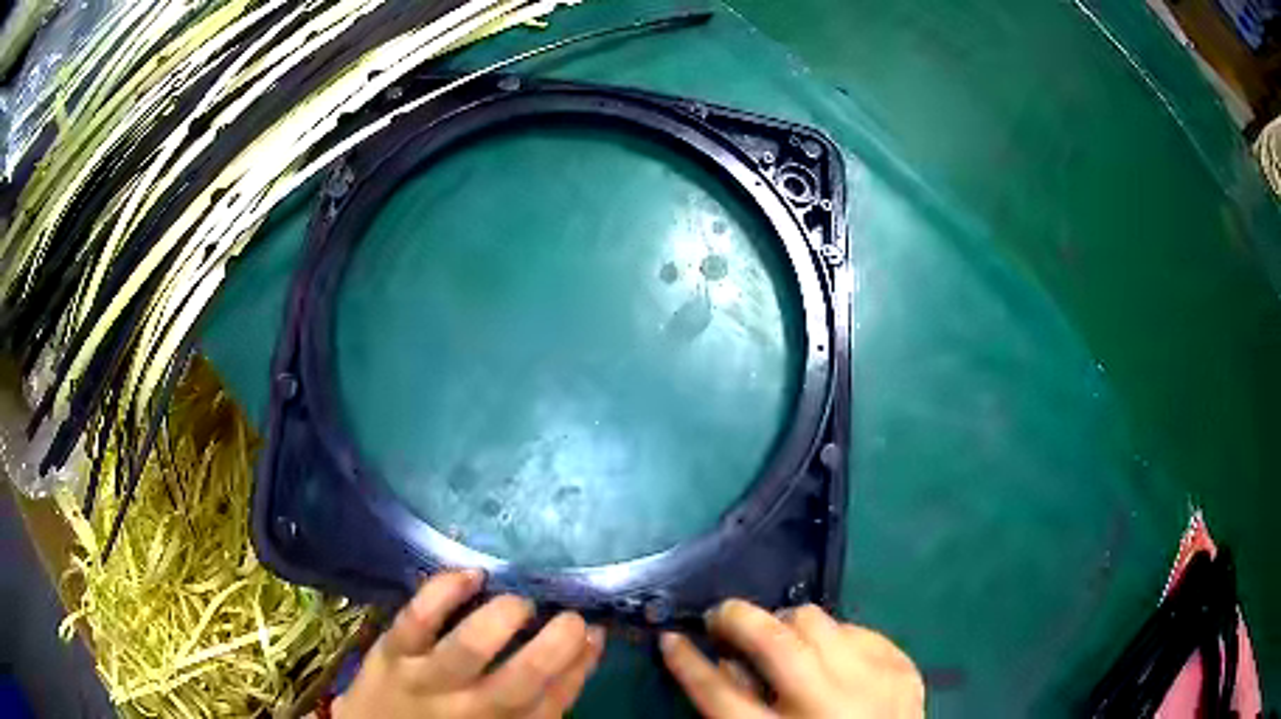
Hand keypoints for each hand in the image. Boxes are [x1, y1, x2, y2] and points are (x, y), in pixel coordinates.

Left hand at [334, 570, 604, 718]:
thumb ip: (546, 697)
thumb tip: (585, 647)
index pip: (552, 701)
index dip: (578, 666)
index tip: (594, 632)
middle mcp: (469, 710)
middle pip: (518, 682)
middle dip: (552, 647)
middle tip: (571, 617)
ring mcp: (426, 680)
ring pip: (466, 650)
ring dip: (500, 620)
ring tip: (520, 604)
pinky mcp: (391, 652)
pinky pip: (417, 619)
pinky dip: (443, 592)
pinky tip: (470, 574)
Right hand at [660, 600, 923, 718]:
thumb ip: (739, 710)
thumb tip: (727, 662)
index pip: (719, 695)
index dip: (688, 663)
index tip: (672, 638)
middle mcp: (828, 708)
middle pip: (775, 643)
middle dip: (739, 618)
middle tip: (723, 615)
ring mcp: (873, 683)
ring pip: (817, 621)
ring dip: (788, 622)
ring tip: (782, 636)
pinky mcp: (903, 668)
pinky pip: (857, 629)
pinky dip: (834, 636)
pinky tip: (830, 656)